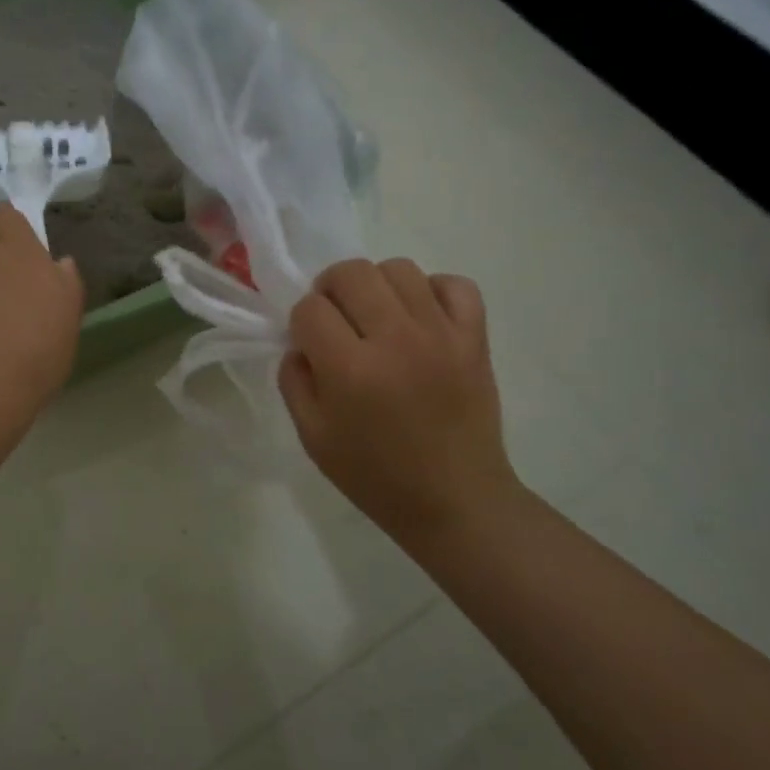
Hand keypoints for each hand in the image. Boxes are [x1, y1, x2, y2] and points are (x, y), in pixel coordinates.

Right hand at [279, 258, 521, 536]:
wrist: (454, 500)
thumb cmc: (374, 475)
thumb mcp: (312, 436)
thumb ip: (294, 381)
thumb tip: (300, 343)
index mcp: (350, 370)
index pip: (310, 309)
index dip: (302, 323)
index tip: (310, 344)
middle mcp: (396, 340)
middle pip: (351, 272)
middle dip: (330, 289)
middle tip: (336, 319)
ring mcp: (441, 334)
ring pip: (399, 268)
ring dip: (377, 286)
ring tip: (378, 317)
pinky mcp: (475, 338)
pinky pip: (455, 284)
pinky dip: (432, 291)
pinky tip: (421, 318)